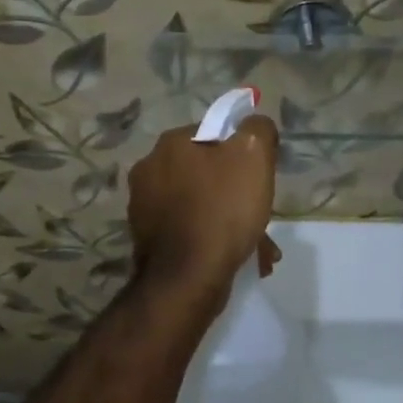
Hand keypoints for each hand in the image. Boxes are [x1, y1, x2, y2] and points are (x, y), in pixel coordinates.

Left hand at [128, 116, 280, 300]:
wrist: (187, 278)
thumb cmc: (222, 210)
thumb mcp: (253, 157)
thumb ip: (257, 131)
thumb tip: (255, 125)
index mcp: (170, 144)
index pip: (213, 134)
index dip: (241, 153)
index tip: (258, 176)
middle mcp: (149, 170)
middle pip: (206, 173)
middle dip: (236, 192)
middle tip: (259, 213)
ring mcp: (144, 207)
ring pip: (200, 205)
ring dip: (228, 220)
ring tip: (257, 246)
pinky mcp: (147, 240)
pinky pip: (189, 231)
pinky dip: (212, 240)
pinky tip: (236, 258)